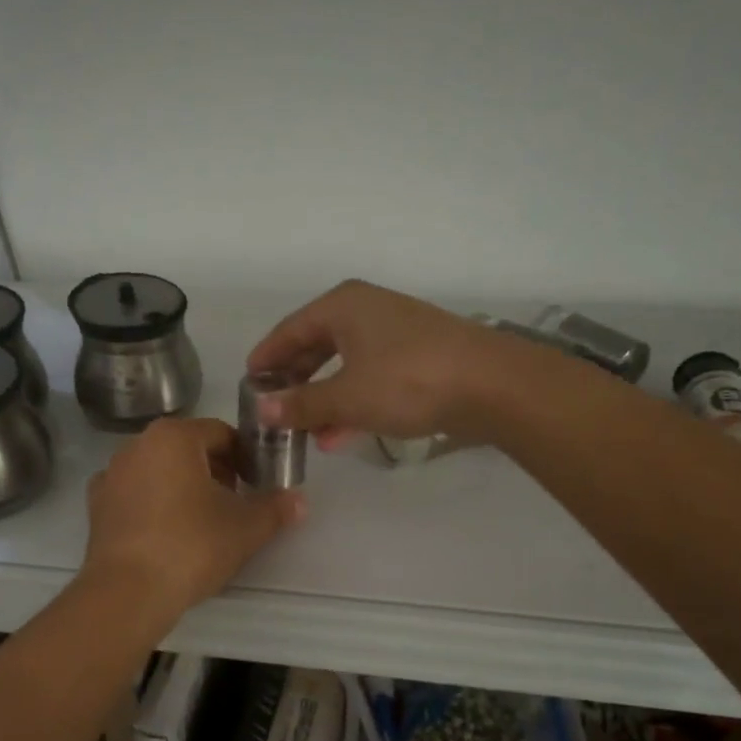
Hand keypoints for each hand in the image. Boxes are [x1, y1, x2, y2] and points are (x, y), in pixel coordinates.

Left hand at [80, 417, 303, 619]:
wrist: (128, 592)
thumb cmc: (191, 546)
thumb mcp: (245, 527)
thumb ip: (275, 508)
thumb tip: (299, 501)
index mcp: (174, 437)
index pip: (221, 433)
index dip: (246, 455)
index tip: (258, 482)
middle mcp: (137, 445)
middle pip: (188, 448)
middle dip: (216, 470)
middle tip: (236, 503)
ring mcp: (111, 475)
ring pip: (160, 470)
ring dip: (184, 486)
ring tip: (203, 521)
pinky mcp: (97, 507)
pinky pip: (136, 494)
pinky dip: (154, 504)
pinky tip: (168, 533)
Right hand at [245, 280, 504, 445]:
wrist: (491, 384)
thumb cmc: (408, 381)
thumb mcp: (347, 396)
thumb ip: (302, 404)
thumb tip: (262, 410)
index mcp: (342, 307)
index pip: (289, 330)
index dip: (267, 358)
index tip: (248, 383)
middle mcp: (366, 311)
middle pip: (316, 345)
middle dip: (296, 382)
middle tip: (275, 409)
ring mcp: (395, 332)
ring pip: (344, 364)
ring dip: (324, 398)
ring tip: (307, 433)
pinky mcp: (418, 355)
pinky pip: (370, 375)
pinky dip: (353, 400)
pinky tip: (343, 434)